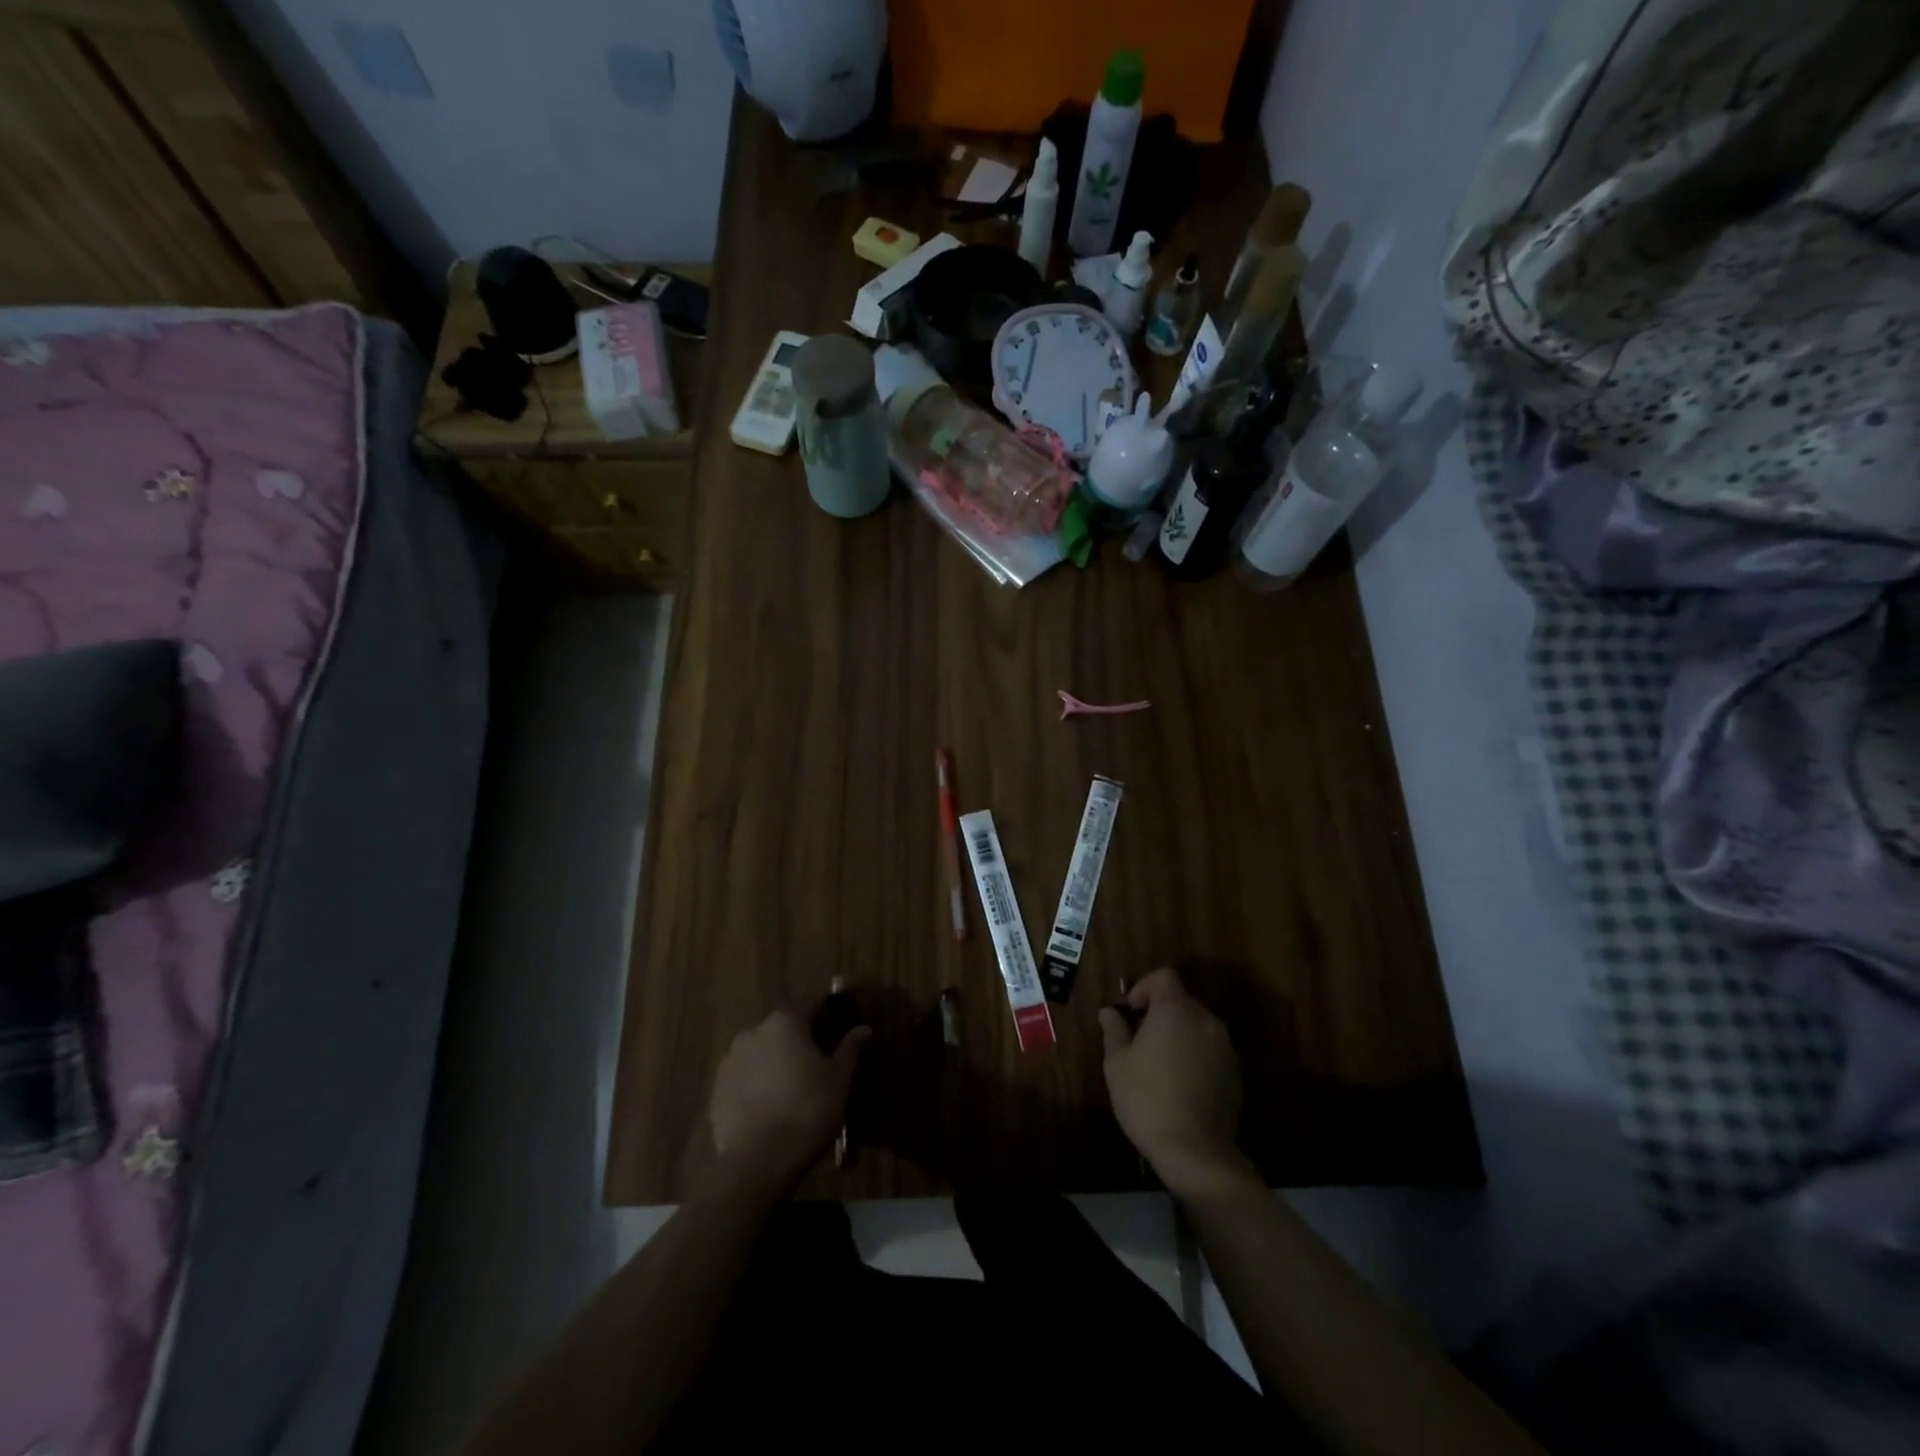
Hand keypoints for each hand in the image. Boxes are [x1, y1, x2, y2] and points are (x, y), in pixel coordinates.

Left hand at [709, 1005, 868, 1192]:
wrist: (758, 1161)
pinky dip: (755, 1083)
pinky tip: (768, 1104)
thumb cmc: (807, 1110)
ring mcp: (730, 1061)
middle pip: (781, 1027)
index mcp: (785, 1022)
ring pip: (759, 1052)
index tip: (836, 1013)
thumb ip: (850, 1049)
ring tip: (789, 1085)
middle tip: (814, 1058)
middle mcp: (753, 1032)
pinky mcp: (716, 1090)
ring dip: (773, 1060)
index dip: (825, 1007)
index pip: (810, 1003)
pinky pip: (743, 1077)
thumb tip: (863, 1028)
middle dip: (797, 1038)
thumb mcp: (839, 1079)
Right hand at [1099, 968, 1251, 1198]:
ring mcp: (1225, 1047)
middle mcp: (1205, 1020)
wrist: (1196, 1152)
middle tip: (1140, 1040)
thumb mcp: (1117, 1064)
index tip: (1131, 1012)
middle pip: (1181, 1001)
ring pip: (1197, 1026)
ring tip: (1160, 1065)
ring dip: (1179, 1034)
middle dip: (1160, 1013)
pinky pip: (1211, 1050)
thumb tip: (1109, 1012)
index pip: (1164, 976)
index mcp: (1175, 1011)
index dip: (1145, 987)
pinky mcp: (1236, 1073)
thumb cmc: (1147, 1099)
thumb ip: (1114, 1030)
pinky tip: (1182, 1085)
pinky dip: (1195, 1056)